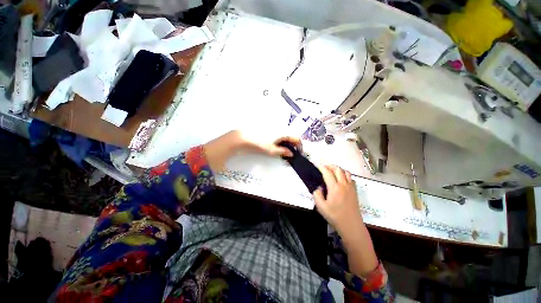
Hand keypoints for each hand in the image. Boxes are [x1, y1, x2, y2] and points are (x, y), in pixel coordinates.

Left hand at [204, 130, 300, 171]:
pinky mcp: (268, 127)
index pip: (296, 137)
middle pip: (291, 135)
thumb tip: (291, 154)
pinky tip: (276, 144)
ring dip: (286, 141)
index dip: (299, 145)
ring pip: (284, 134)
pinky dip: (280, 139)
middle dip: (293, 144)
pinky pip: (278, 133)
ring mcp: (273, 126)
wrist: (244, 136)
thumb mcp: (271, 150)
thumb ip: (283, 151)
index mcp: (282, 132)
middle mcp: (279, 127)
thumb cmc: (259, 143)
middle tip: (290, 152)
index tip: (298, 152)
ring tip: (283, 149)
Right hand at [313, 165, 362, 234]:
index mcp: (334, 188)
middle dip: (329, 166)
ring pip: (345, 172)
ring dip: (338, 169)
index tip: (316, 164)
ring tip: (332, 171)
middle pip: (337, 169)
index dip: (321, 167)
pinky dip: (345, 175)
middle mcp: (343, 184)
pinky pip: (350, 178)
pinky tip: (341, 179)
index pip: (327, 172)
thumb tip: (318, 187)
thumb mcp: (321, 207)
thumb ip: (317, 194)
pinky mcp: (354, 191)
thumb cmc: (335, 216)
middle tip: (323, 167)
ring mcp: (351, 187)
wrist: (351, 225)